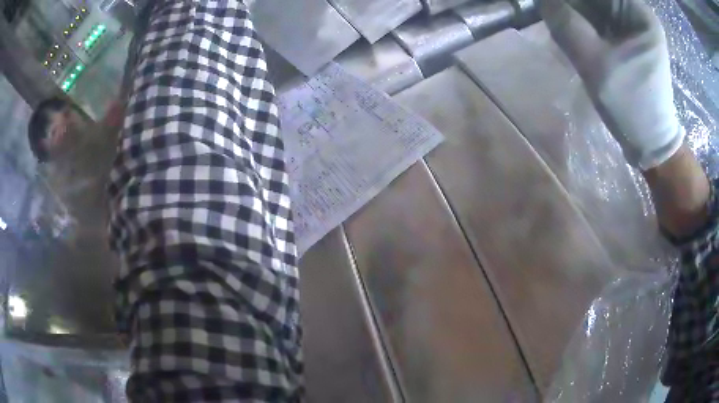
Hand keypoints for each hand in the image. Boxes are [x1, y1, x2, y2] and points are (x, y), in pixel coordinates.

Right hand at [539, 0, 683, 169]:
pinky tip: (575, 36)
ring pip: (596, 8)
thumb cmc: (630, 104)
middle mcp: (638, 14)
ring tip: (564, 29)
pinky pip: (601, 21)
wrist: (651, 142)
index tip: (553, 8)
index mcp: (637, 13)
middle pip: (597, 0)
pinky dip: (584, 25)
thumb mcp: (594, 62)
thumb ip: (565, 24)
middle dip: (573, 6)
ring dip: (576, 15)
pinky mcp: (631, 40)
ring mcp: (635, 27)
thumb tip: (543, 0)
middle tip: (556, 19)